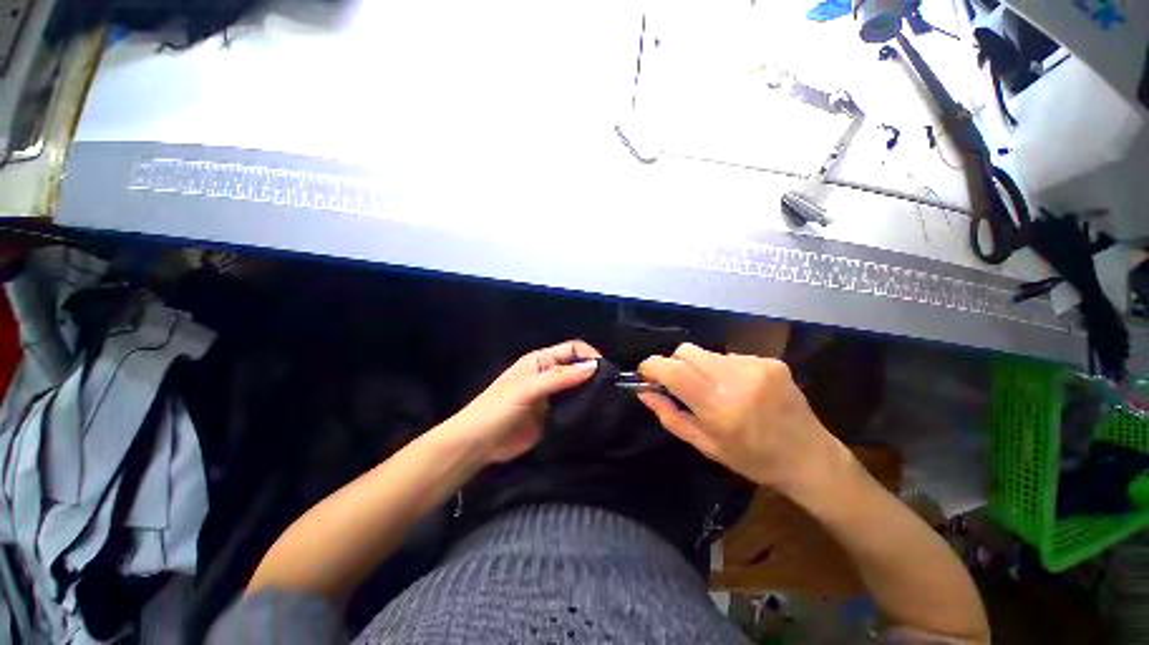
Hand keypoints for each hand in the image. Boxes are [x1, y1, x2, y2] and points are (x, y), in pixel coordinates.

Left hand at [449, 340, 600, 463]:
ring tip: (608, 402)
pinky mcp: (553, 416)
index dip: (589, 355)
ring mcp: (552, 396)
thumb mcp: (528, 388)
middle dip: (593, 374)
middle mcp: (549, 375)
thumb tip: (593, 366)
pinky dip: (584, 409)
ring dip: (591, 392)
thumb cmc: (499, 408)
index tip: (606, 371)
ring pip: (577, 388)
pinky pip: (573, 408)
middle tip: (612, 389)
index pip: (572, 349)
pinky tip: (595, 415)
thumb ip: (560, 377)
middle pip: (577, 367)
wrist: (479, 443)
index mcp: (541, 361)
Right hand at [638, 343, 842, 491]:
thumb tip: (643, 391)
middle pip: (687, 351)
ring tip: (715, 389)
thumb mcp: (704, 445)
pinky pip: (730, 356)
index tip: (645, 372)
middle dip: (675, 363)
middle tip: (680, 384)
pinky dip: (724, 369)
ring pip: (707, 353)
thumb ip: (669, 415)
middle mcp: (737, 381)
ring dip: (701, 368)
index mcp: (719, 408)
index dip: (652, 366)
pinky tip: (739, 388)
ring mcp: (757, 368)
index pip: (674, 371)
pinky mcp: (771, 361)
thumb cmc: (752, 459)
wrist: (810, 457)